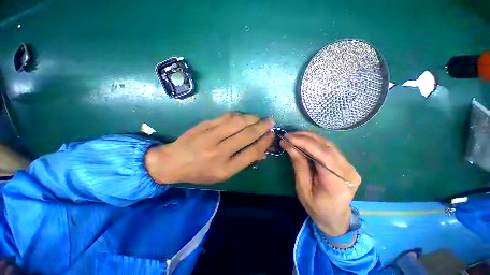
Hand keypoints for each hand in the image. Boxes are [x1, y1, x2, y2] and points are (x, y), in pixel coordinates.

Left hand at [145, 113, 274, 183]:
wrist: (172, 162)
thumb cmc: (200, 172)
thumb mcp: (223, 174)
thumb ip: (243, 162)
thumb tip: (262, 152)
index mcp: (225, 169)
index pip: (251, 152)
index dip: (264, 142)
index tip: (271, 135)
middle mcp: (218, 152)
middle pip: (246, 135)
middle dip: (262, 126)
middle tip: (270, 121)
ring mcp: (210, 136)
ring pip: (237, 122)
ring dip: (251, 118)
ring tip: (259, 117)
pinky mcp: (203, 125)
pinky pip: (225, 117)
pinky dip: (238, 115)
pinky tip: (244, 116)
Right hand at [281, 132, 360, 236]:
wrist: (336, 218)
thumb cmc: (316, 208)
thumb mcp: (302, 188)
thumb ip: (298, 165)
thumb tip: (289, 145)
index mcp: (337, 184)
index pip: (323, 156)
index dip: (304, 143)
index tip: (288, 137)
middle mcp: (348, 172)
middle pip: (327, 147)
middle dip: (305, 137)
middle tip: (289, 135)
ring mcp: (350, 167)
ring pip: (329, 145)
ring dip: (309, 137)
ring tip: (294, 135)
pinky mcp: (347, 164)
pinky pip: (330, 148)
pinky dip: (315, 142)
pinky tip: (304, 140)